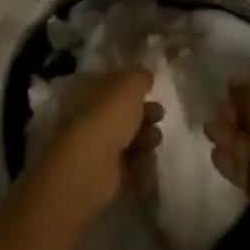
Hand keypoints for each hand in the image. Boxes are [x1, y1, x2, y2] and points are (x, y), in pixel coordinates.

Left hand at [31, 69, 163, 223]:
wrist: (90, 167)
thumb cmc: (108, 117)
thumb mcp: (129, 85)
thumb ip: (140, 76)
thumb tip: (146, 75)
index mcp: (91, 90)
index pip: (115, 83)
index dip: (134, 85)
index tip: (152, 88)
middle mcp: (93, 116)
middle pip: (125, 112)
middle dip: (145, 112)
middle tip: (159, 114)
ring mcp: (99, 146)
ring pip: (130, 137)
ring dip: (146, 137)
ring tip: (154, 140)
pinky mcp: (107, 174)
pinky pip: (131, 164)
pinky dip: (142, 163)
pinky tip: (147, 161)